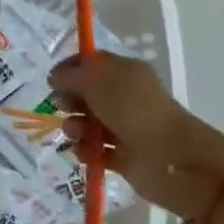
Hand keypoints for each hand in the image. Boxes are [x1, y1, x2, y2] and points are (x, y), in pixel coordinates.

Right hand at [49, 53, 223, 222]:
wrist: (172, 160)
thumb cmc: (136, 111)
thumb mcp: (100, 81)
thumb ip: (73, 75)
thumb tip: (55, 78)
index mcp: (125, 73)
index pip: (91, 63)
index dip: (69, 69)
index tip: (51, 81)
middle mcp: (125, 98)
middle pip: (85, 94)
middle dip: (69, 99)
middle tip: (64, 107)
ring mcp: (124, 128)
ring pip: (87, 123)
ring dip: (74, 127)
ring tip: (77, 135)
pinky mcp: (123, 157)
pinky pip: (94, 150)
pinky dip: (86, 151)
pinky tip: (86, 154)